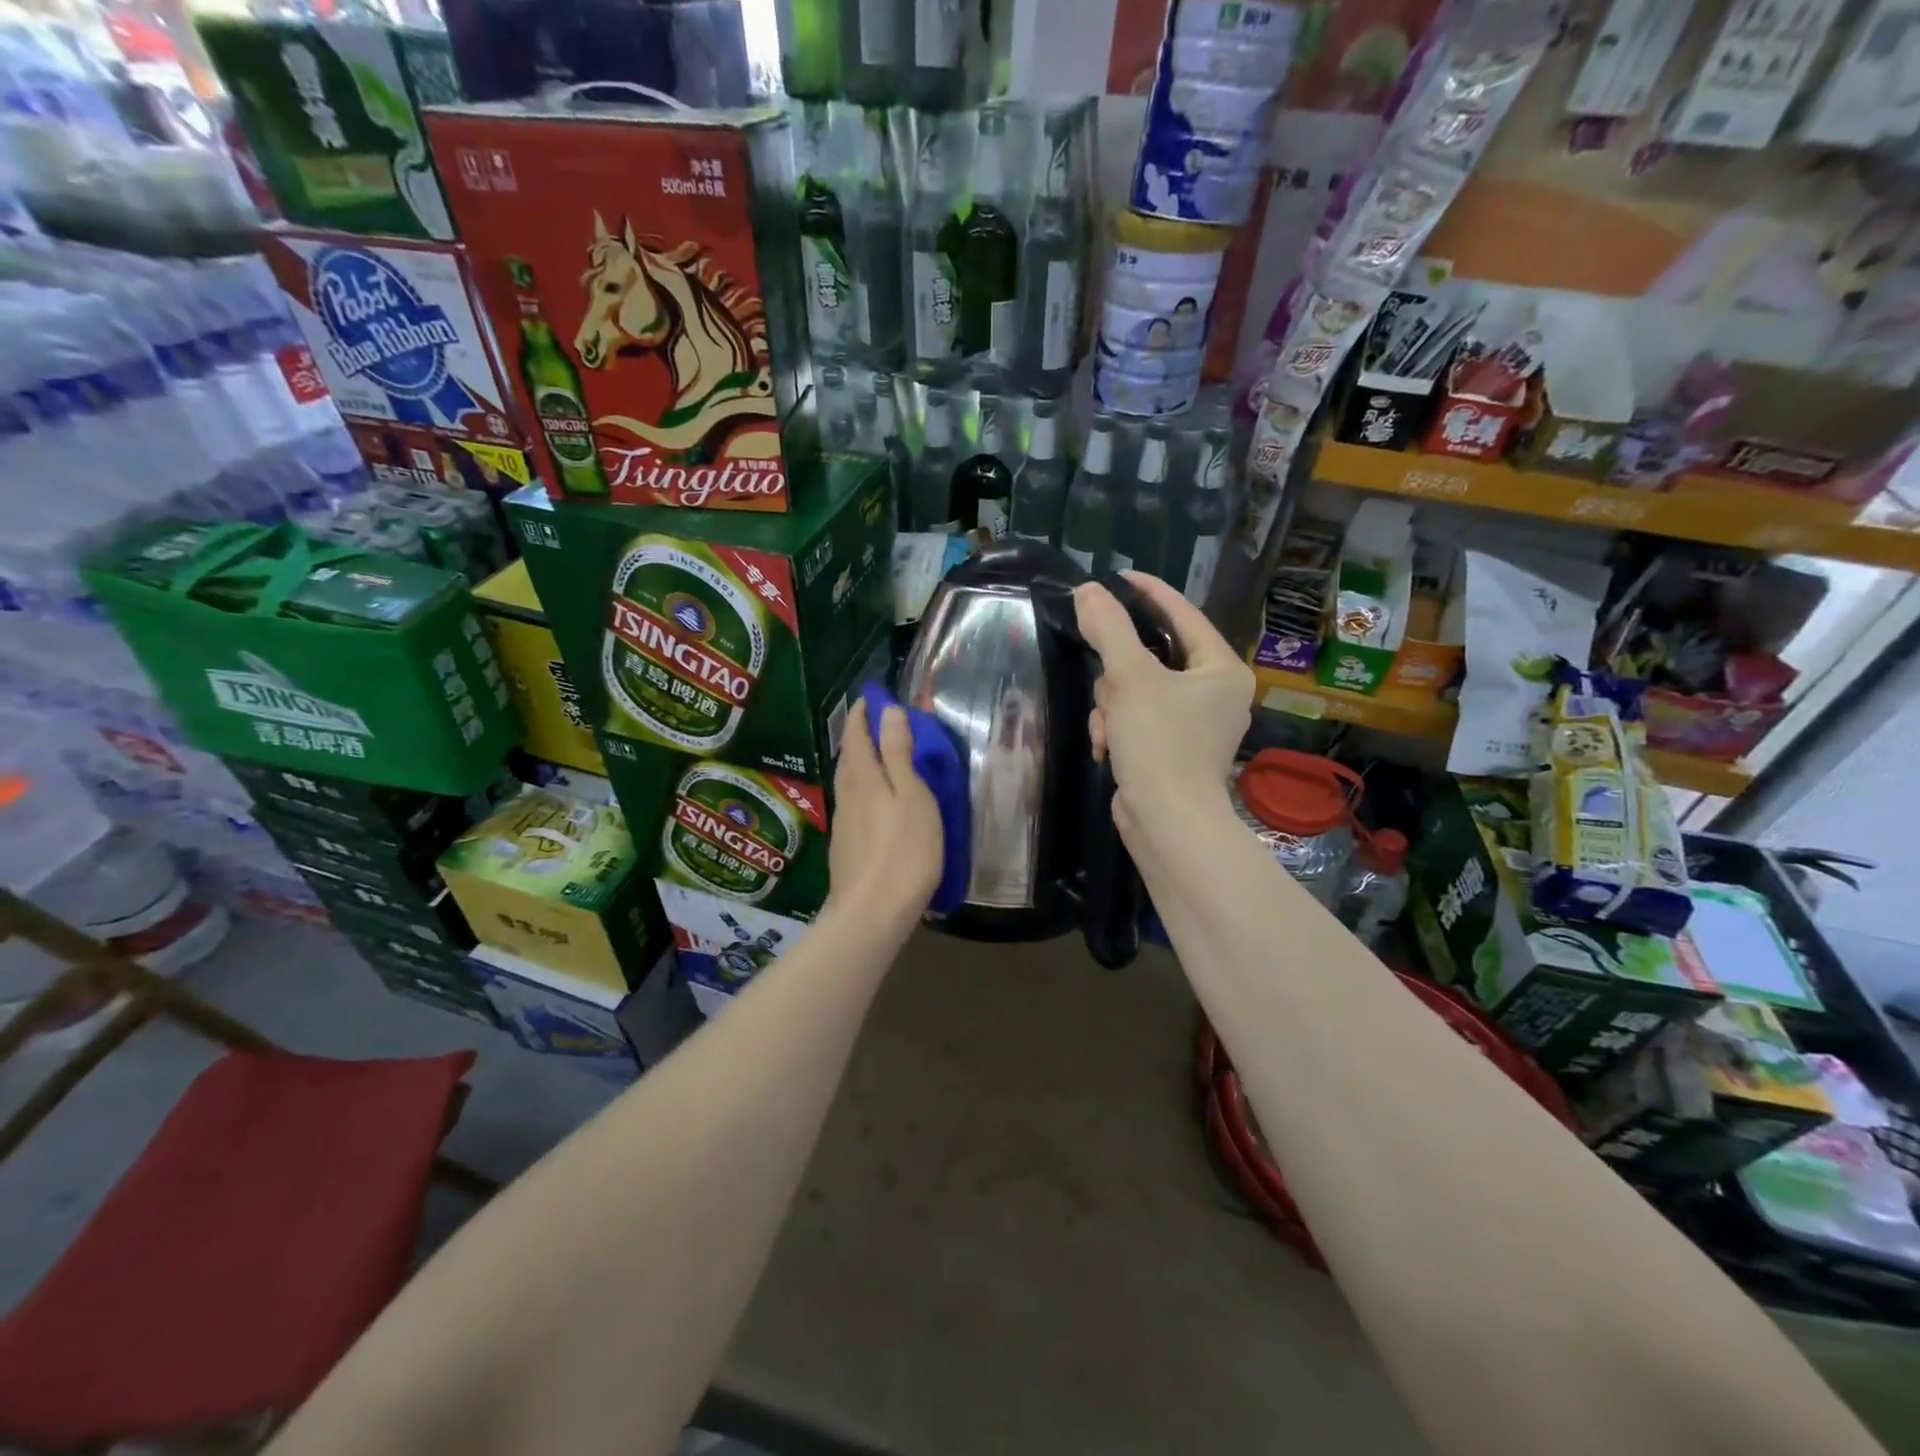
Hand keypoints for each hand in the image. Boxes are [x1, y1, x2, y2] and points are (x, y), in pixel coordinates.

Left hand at [827, 698, 943, 926]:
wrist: (872, 912)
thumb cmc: (904, 850)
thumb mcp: (912, 796)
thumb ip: (899, 753)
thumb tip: (888, 711)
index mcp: (864, 778)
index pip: (856, 736)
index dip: (861, 715)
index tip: (868, 698)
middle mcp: (847, 795)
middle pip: (848, 758)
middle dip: (857, 736)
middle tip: (870, 722)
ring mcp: (843, 823)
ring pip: (847, 782)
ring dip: (857, 762)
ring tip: (873, 756)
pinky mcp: (845, 847)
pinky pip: (852, 804)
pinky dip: (860, 789)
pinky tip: (871, 801)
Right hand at [1074, 572, 1253, 832]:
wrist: (1166, 823)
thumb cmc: (1160, 743)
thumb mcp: (1131, 678)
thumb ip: (1109, 628)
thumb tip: (1088, 590)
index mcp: (1221, 670)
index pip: (1184, 615)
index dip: (1150, 593)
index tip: (1118, 577)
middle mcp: (1215, 694)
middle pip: (1152, 657)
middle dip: (1120, 675)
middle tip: (1109, 690)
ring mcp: (1195, 725)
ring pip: (1137, 690)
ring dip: (1113, 706)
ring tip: (1109, 730)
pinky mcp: (1172, 750)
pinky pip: (1136, 719)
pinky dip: (1117, 728)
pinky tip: (1108, 748)